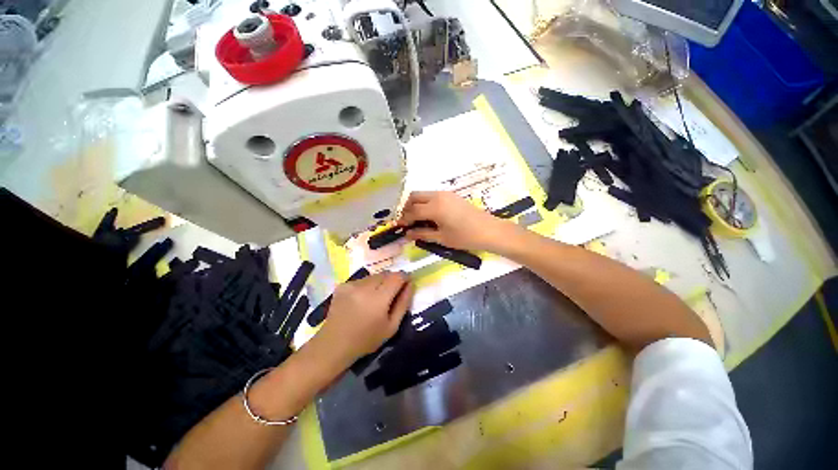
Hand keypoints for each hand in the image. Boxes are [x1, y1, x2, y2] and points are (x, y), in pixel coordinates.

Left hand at [310, 272, 413, 369]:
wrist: (334, 345)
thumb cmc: (367, 339)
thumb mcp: (392, 326)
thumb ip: (403, 303)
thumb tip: (410, 284)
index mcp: (378, 298)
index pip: (397, 276)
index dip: (405, 278)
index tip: (406, 284)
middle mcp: (364, 286)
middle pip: (386, 274)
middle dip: (392, 280)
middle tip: (390, 295)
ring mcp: (352, 284)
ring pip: (374, 276)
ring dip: (379, 283)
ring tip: (375, 298)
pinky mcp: (342, 285)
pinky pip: (362, 280)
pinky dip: (366, 286)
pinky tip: (361, 299)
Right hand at [398, 191, 515, 251]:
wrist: (489, 230)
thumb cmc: (465, 237)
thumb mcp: (442, 238)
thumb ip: (423, 234)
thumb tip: (408, 234)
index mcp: (434, 207)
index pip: (412, 211)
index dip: (404, 219)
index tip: (400, 227)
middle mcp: (437, 196)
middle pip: (414, 196)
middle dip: (407, 207)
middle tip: (407, 221)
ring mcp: (445, 194)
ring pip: (423, 194)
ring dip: (416, 204)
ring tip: (417, 219)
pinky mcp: (452, 195)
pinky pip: (432, 196)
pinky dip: (426, 203)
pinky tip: (430, 215)